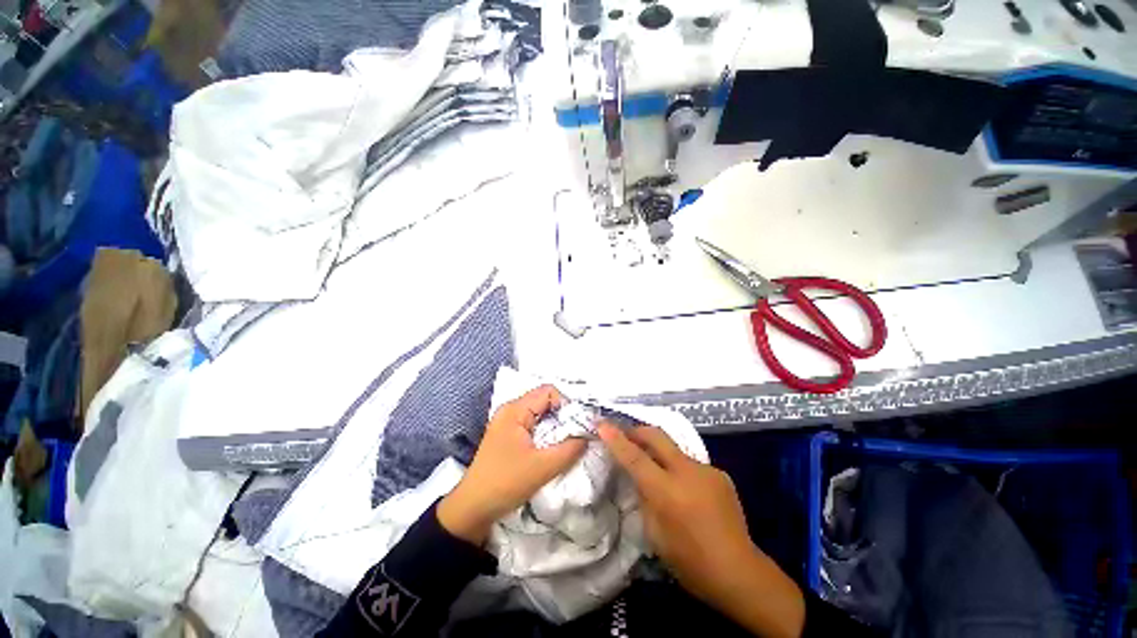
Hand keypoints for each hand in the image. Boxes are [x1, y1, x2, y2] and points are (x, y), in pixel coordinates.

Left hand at [438, 385, 586, 544]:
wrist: (473, 509)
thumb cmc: (505, 483)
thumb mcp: (543, 467)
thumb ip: (571, 448)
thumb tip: (590, 435)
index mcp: (515, 410)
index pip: (549, 391)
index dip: (567, 404)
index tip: (578, 425)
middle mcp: (511, 409)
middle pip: (545, 400)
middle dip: (563, 416)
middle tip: (577, 434)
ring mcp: (509, 422)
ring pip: (541, 414)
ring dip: (556, 426)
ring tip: (568, 442)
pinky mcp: (509, 435)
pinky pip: (534, 425)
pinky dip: (547, 433)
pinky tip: (554, 447)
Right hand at [599, 424, 805, 637]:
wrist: (739, 572)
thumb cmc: (690, 562)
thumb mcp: (655, 534)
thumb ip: (645, 498)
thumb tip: (639, 477)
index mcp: (667, 492)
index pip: (634, 457)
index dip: (616, 439)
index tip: (601, 424)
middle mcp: (687, 472)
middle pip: (656, 436)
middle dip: (637, 430)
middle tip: (624, 433)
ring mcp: (706, 470)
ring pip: (674, 448)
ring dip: (659, 451)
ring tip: (654, 466)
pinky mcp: (719, 473)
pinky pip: (690, 464)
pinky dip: (679, 469)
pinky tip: (684, 488)